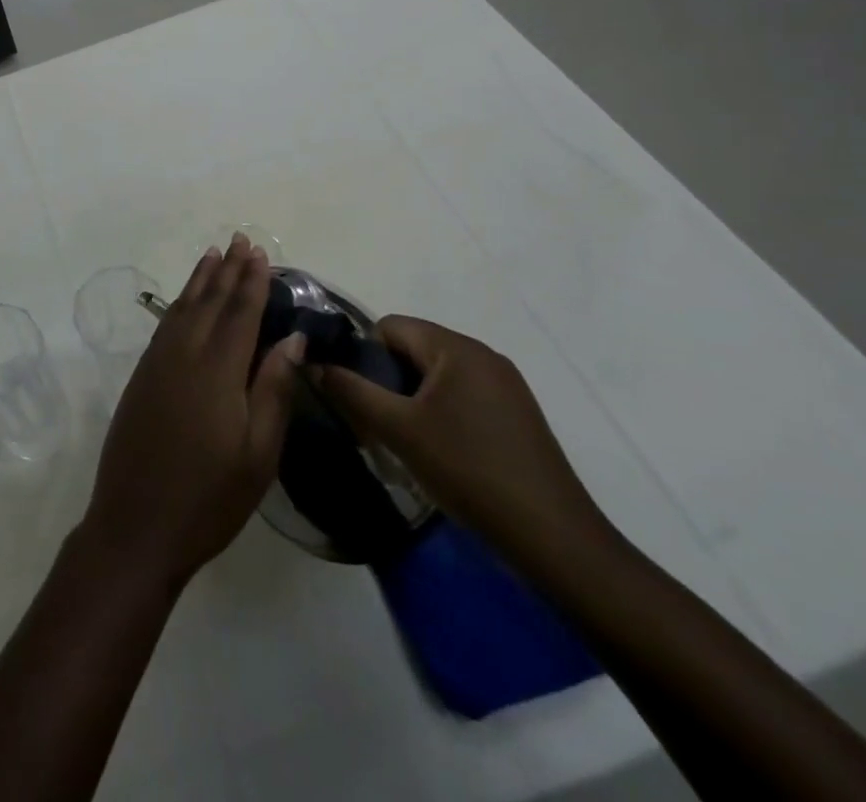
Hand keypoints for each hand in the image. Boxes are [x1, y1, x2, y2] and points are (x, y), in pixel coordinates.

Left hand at [79, 235, 305, 590]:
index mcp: (217, 371)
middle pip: (209, 302)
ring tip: (213, 255)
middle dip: (227, 271)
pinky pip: (164, 325)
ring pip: (182, 308)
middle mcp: (183, 355)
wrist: (135, 525)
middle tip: (240, 240)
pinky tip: (185, 301)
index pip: (239, 313)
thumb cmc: (209, 498)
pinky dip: (178, 303)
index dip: (252, 282)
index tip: (260, 254)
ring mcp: (156, 364)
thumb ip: (273, 389)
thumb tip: (292, 337)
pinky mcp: (141, 376)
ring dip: (200, 280)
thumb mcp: (258, 454)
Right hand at [316, 315, 613, 573]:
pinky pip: (461, 395)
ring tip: (402, 439)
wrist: (553, 538)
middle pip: (414, 348)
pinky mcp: (516, 414)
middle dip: (386, 378)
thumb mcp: (398, 429)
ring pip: (436, 374)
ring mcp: (505, 385)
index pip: (391, 326)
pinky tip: (438, 451)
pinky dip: (439, 412)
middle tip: (373, 420)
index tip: (355, 394)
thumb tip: (312, 362)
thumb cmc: (469, 470)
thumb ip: (350, 390)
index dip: (364, 354)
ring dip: (410, 398)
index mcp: (456, 348)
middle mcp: (483, 355)